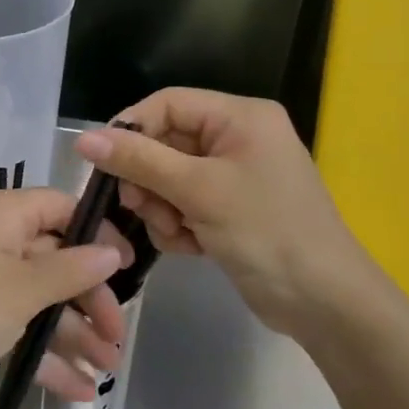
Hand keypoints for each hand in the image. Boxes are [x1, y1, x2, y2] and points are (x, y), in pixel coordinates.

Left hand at [0, 188, 129, 406]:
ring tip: (107, 370)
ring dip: (72, 333)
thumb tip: (110, 250)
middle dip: (89, 299)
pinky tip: (77, 390)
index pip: (61, 208)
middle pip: (54, 259)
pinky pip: (17, 327)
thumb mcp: (23, 289)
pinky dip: (44, 354)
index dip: (97, 235)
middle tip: (117, 339)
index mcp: (3, 215)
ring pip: (38, 299)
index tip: (128, 270)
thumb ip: (71, 270)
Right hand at [75, 89, 377, 338]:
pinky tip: (189, 247)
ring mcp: (233, 176)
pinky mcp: (229, 209)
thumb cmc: (266, 232)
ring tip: (174, 232)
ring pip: (168, 177)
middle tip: (138, 207)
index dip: (131, 129)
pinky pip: (183, 203)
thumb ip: (139, 160)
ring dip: (160, 207)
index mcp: (240, 117)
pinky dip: (177, 224)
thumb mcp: (197, 190)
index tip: (103, 163)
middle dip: (148, 179)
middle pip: (164, 143)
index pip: (167, 104)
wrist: (325, 304)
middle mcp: (237, 138)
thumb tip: (83, 139)